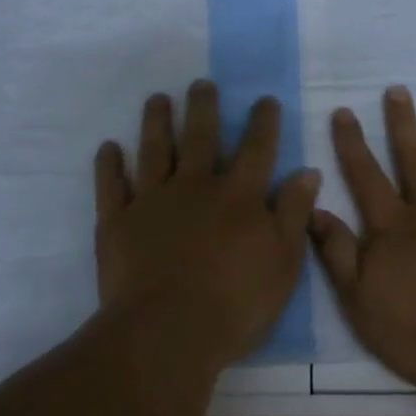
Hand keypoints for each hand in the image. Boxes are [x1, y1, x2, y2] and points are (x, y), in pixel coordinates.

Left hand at [94, 80, 321, 370]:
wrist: (167, 333)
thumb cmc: (235, 302)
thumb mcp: (283, 261)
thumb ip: (293, 212)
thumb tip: (307, 171)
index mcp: (237, 196)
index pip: (256, 149)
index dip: (263, 122)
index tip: (264, 99)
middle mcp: (194, 186)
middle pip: (199, 137)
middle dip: (202, 107)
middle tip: (200, 83)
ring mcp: (152, 201)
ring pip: (153, 150)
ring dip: (155, 122)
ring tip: (157, 99)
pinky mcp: (117, 222)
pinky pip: (111, 186)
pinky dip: (109, 165)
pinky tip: (108, 147)